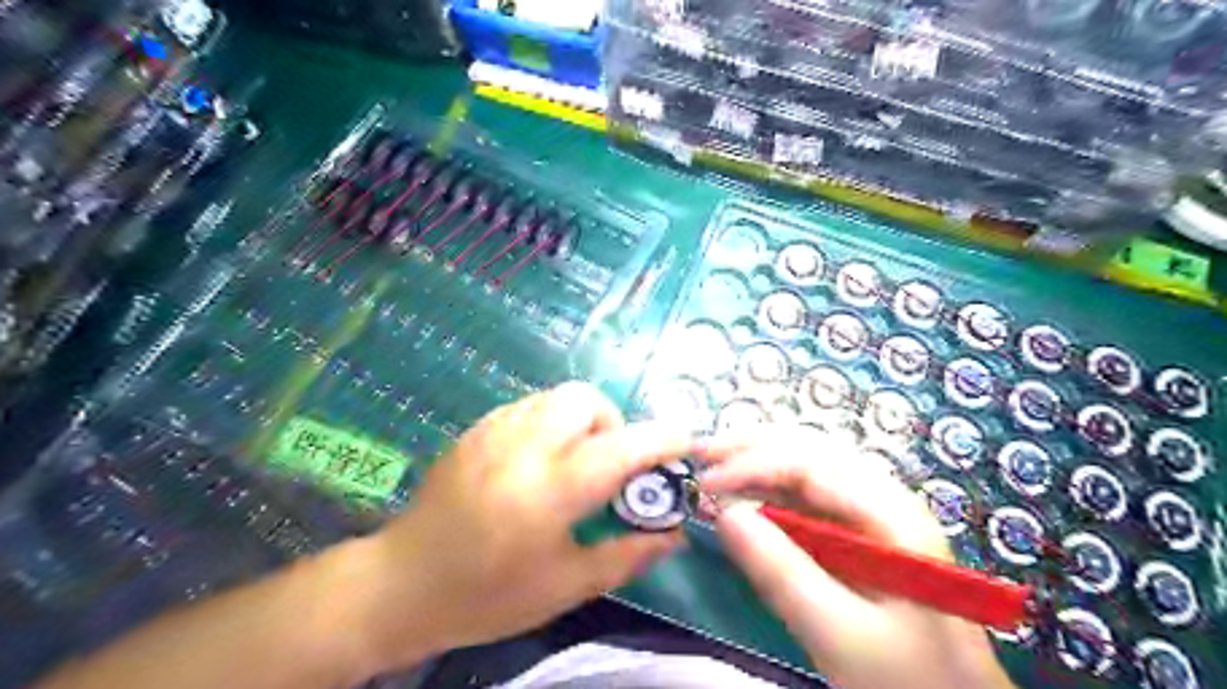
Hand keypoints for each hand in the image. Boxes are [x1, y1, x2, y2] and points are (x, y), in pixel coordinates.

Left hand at [347, 379, 687, 676]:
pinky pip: (530, 406)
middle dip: (613, 422)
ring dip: (582, 420)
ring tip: (576, 461)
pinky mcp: (476, 429)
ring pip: (557, 397)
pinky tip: (540, 461)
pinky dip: (551, 422)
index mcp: (550, 490)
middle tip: (610, 464)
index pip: (621, 447)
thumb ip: (626, 555)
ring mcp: (494, 431)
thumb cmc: (488, 594)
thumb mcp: (565, 586)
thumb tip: (674, 535)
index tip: (684, 442)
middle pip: (586, 399)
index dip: (661, 440)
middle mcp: (523, 446)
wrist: (403, 584)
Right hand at [693, 427, 1022, 688]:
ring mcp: (873, 512)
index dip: (752, 462)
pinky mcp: (859, 532)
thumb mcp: (839, 633)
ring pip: (807, 466)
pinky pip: (808, 496)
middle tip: (701, 452)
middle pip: (809, 449)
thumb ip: (780, 572)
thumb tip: (723, 512)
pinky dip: (769, 489)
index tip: (705, 482)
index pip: (810, 462)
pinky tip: (745, 495)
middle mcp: (883, 497)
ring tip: (714, 465)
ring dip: (758, 461)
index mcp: (891, 512)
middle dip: (751, 445)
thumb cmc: (907, 677)